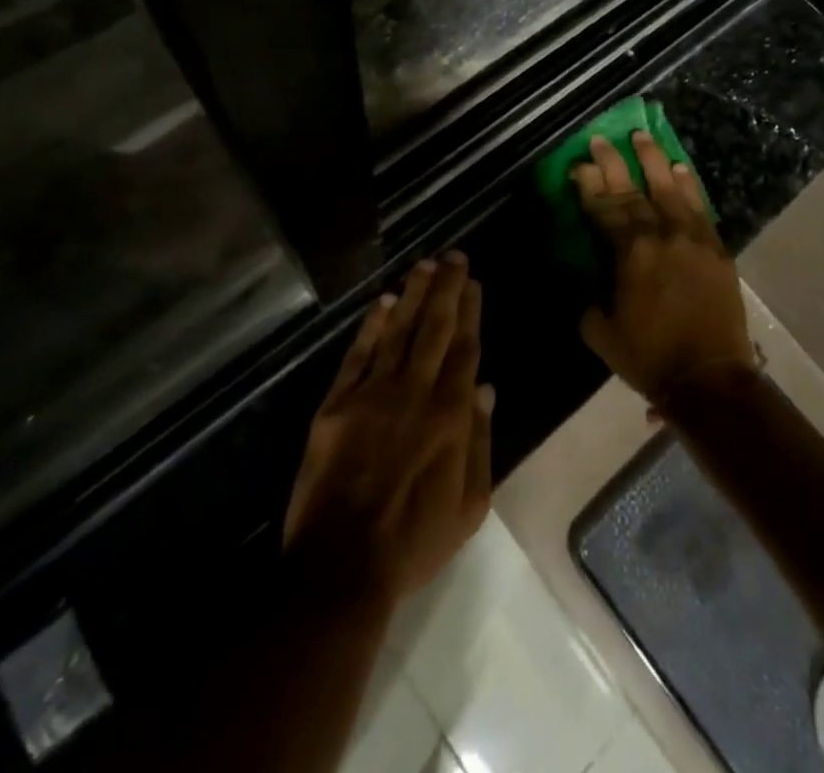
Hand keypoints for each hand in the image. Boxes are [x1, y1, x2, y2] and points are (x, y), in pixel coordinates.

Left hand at [284, 253, 494, 602]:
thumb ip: (479, 440)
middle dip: (446, 289)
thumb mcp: (469, 504)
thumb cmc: (414, 540)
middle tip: (453, 256)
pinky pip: (358, 355)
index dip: (470, 312)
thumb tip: (486, 387)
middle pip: (434, 328)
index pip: (464, 348)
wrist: (342, 567)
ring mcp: (373, 394)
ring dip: (412, 295)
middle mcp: (415, 392)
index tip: (473, 282)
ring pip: (398, 332)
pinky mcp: (337, 404)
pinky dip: (372, 326)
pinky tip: (383, 302)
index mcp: (450, 415)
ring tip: (424, 265)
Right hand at [572, 132, 756, 405]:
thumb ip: (588, 295)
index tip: (578, 164)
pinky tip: (679, 167)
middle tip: (600, 138)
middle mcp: (660, 234)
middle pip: (633, 190)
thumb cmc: (648, 357)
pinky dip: (688, 184)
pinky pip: (699, 206)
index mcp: (629, 253)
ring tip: (641, 136)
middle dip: (613, 162)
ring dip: (652, 160)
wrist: (709, 377)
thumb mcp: (599, 331)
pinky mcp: (715, 247)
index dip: (588, 184)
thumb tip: (585, 273)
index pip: (604, 207)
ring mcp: (692, 237)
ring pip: (669, 188)